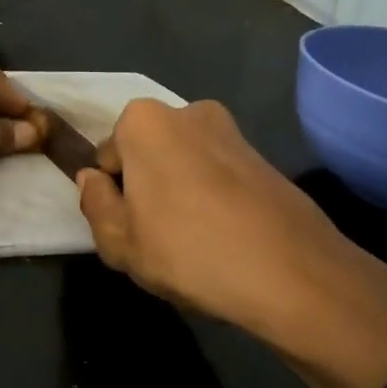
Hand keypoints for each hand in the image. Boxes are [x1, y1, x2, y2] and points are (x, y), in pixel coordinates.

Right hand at [76, 99, 386, 387]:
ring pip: (185, 165)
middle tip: (157, 239)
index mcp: (144, 122)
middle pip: (148, 154)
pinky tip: (226, 241)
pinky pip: (220, 176)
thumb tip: (93, 179)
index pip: (108, 156)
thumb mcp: (120, 242)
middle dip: (147, 188)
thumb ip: (95, 204)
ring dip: (181, 194)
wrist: (294, 275)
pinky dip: (214, 200)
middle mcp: (189, 112)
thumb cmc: (189, 252)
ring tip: (195, 245)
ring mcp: (232, 133)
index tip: (128, 228)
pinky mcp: (265, 158)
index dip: (113, 195)